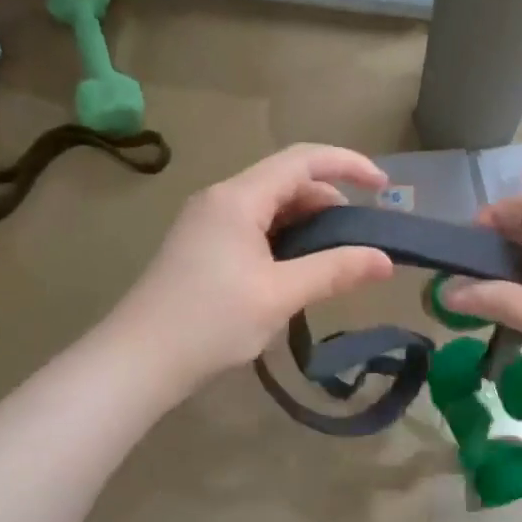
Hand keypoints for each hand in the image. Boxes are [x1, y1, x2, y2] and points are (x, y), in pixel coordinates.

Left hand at [112, 144, 394, 390]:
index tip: (384, 186)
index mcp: (238, 198)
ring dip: (307, 221)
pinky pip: (253, 226)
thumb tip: (385, 260)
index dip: (348, 165)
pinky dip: (284, 237)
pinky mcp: (201, 246)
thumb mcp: (280, 295)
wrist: (136, 362)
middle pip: (286, 180)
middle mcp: (221, 198)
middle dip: (330, 199)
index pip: (302, 159)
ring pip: (270, 205)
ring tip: (334, 256)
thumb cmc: (210, 322)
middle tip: (360, 236)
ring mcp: (206, 222)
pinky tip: (296, 269)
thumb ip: (335, 271)